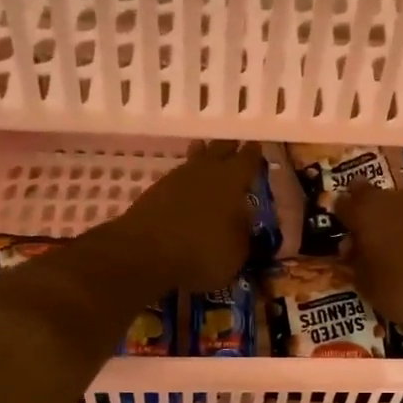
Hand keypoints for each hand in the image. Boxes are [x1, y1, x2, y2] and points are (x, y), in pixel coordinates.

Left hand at [109, 141, 262, 291]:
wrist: (145, 256)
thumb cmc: (202, 253)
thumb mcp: (237, 251)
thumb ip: (244, 230)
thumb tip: (245, 217)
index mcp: (232, 180)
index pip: (248, 159)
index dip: (253, 154)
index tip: (257, 148)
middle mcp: (205, 171)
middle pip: (219, 149)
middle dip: (228, 148)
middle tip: (234, 147)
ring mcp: (176, 178)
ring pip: (194, 159)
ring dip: (203, 157)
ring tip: (208, 155)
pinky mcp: (154, 191)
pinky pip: (177, 177)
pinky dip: (185, 179)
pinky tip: (187, 187)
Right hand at [340, 183, 402, 326]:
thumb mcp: (372, 290)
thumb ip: (357, 266)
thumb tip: (353, 250)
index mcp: (369, 212)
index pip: (343, 204)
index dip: (343, 218)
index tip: (347, 234)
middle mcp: (398, 196)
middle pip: (378, 200)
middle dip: (375, 218)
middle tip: (379, 244)